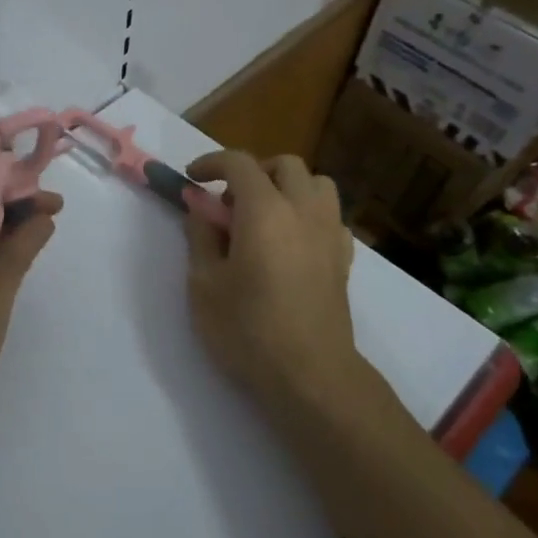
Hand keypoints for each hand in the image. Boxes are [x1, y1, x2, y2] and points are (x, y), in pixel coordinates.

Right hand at [182, 152, 380, 417]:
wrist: (310, 375)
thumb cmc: (247, 329)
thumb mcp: (204, 283)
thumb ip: (201, 236)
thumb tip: (201, 207)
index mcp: (264, 210)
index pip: (239, 163)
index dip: (211, 163)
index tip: (192, 179)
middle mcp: (303, 210)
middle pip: (284, 165)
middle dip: (252, 173)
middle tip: (229, 205)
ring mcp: (330, 234)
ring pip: (316, 184)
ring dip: (288, 188)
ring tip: (264, 218)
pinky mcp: (344, 259)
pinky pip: (330, 216)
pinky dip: (309, 215)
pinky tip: (292, 243)